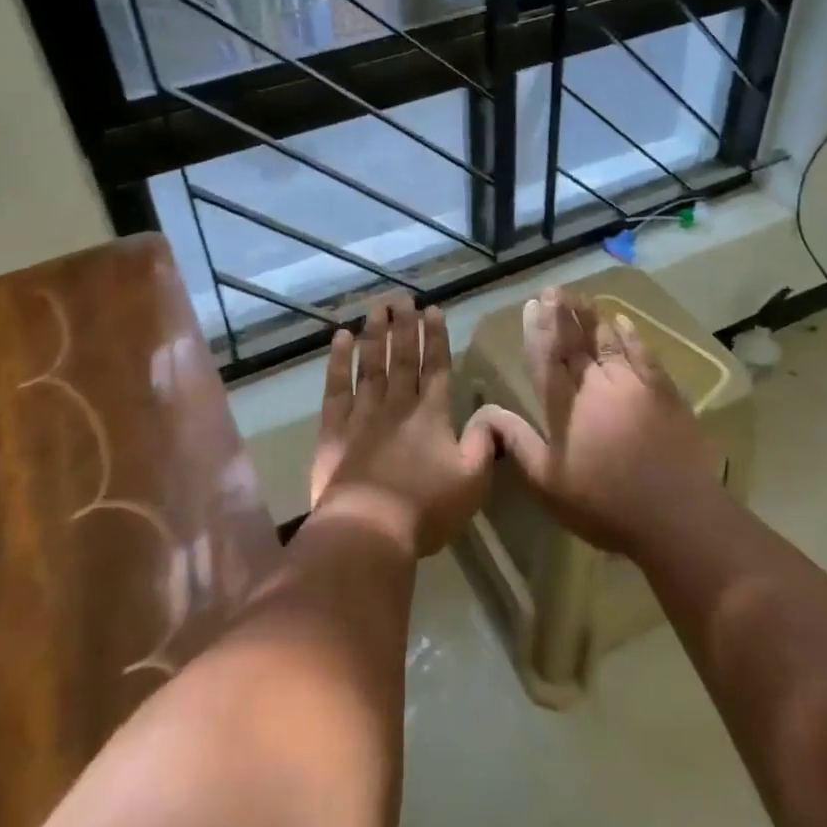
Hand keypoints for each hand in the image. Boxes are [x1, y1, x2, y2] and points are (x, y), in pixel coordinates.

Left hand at [309, 294, 495, 555]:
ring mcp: (362, 414)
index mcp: (432, 415)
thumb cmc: (426, 508)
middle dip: (404, 326)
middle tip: (402, 297)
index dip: (436, 338)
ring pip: (370, 365)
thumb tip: (492, 415)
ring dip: (375, 334)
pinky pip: (336, 387)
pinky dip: (338, 361)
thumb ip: (484, 444)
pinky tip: (340, 339)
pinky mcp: (334, 429)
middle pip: (402, 358)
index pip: (436, 367)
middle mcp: (398, 405)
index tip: (433, 310)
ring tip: (377, 307)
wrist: (368, 529)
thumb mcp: (472, 481)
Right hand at [476, 287, 720, 557]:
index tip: (533, 304)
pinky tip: (622, 321)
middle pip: (576, 342)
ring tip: (581, 298)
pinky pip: (643, 353)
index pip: (547, 358)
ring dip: (592, 318)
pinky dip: (631, 335)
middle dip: (563, 314)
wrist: (677, 515)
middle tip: (554, 289)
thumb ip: (518, 442)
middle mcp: (597, 386)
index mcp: (565, 406)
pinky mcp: (663, 391)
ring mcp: (633, 385)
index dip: (539, 330)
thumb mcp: (548, 482)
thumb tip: (485, 412)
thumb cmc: (604, 503)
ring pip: (607, 341)